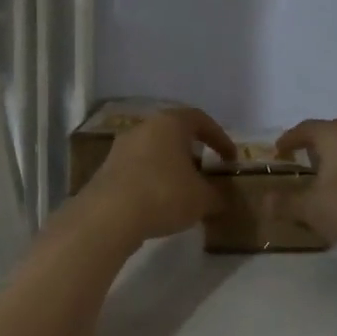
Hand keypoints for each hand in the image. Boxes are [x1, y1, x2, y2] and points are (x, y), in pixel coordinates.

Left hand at [84, 108, 235, 243]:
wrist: (109, 216)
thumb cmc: (164, 194)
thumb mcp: (202, 199)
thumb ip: (217, 195)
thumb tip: (222, 198)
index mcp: (170, 123)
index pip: (200, 119)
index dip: (219, 138)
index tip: (230, 159)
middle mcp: (144, 127)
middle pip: (174, 134)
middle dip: (192, 153)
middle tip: (205, 173)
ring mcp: (121, 147)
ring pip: (154, 151)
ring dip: (170, 167)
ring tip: (183, 191)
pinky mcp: (106, 169)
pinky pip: (137, 169)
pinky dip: (151, 180)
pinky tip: (158, 203)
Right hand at [276, 118, 336, 246]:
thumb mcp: (314, 208)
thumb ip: (287, 204)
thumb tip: (263, 201)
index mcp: (335, 135)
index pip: (305, 128)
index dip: (289, 139)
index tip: (278, 151)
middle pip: (331, 136)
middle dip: (314, 150)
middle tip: (301, 166)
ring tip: (326, 186)